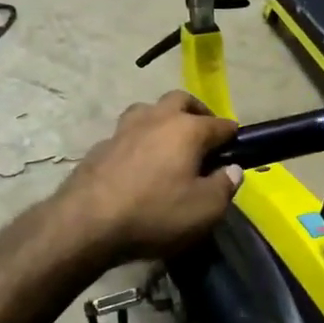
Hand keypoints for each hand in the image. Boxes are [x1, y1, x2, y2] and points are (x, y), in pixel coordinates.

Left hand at [60, 92, 241, 261]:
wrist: (86, 222)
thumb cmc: (155, 213)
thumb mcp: (204, 210)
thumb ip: (224, 186)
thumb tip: (233, 169)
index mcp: (187, 129)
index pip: (219, 124)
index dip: (232, 135)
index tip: (237, 145)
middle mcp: (157, 118)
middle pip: (181, 99)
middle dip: (197, 111)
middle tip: (204, 132)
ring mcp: (125, 128)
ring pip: (149, 110)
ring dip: (163, 119)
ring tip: (169, 142)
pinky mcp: (101, 145)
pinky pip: (128, 134)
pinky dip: (139, 141)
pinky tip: (139, 163)